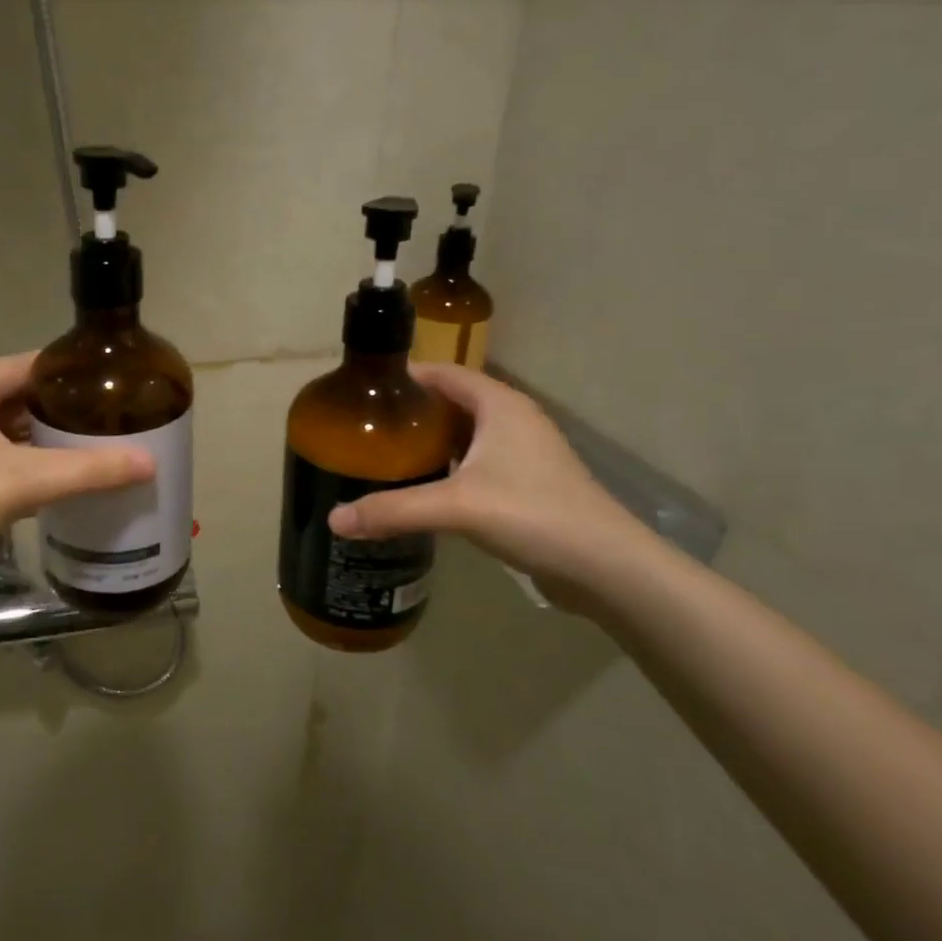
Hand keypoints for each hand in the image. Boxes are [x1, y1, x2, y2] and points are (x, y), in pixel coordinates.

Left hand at [0, 353, 155, 565]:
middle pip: (15, 398)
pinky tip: (60, 481)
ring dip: (43, 439)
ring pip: (7, 434)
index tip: (104, 377)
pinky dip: (28, 467)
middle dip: (58, 407)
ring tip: (91, 444)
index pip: (21, 365)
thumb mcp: (28, 479)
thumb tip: (151, 463)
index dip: (62, 368)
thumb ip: (90, 469)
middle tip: (105, 413)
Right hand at [327, 364, 650, 590]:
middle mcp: (513, 420)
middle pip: (452, 402)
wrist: (607, 567)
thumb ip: (393, 509)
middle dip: (412, 412)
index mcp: (500, 405)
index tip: (365, 391)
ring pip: (466, 435)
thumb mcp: (456, 507)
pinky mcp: (528, 484)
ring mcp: (525, 453)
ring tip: (386, 456)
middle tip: (367, 428)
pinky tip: (424, 489)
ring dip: (431, 442)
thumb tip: (334, 519)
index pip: (444, 373)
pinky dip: (449, 468)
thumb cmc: (533, 514)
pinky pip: (478, 463)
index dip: (405, 377)